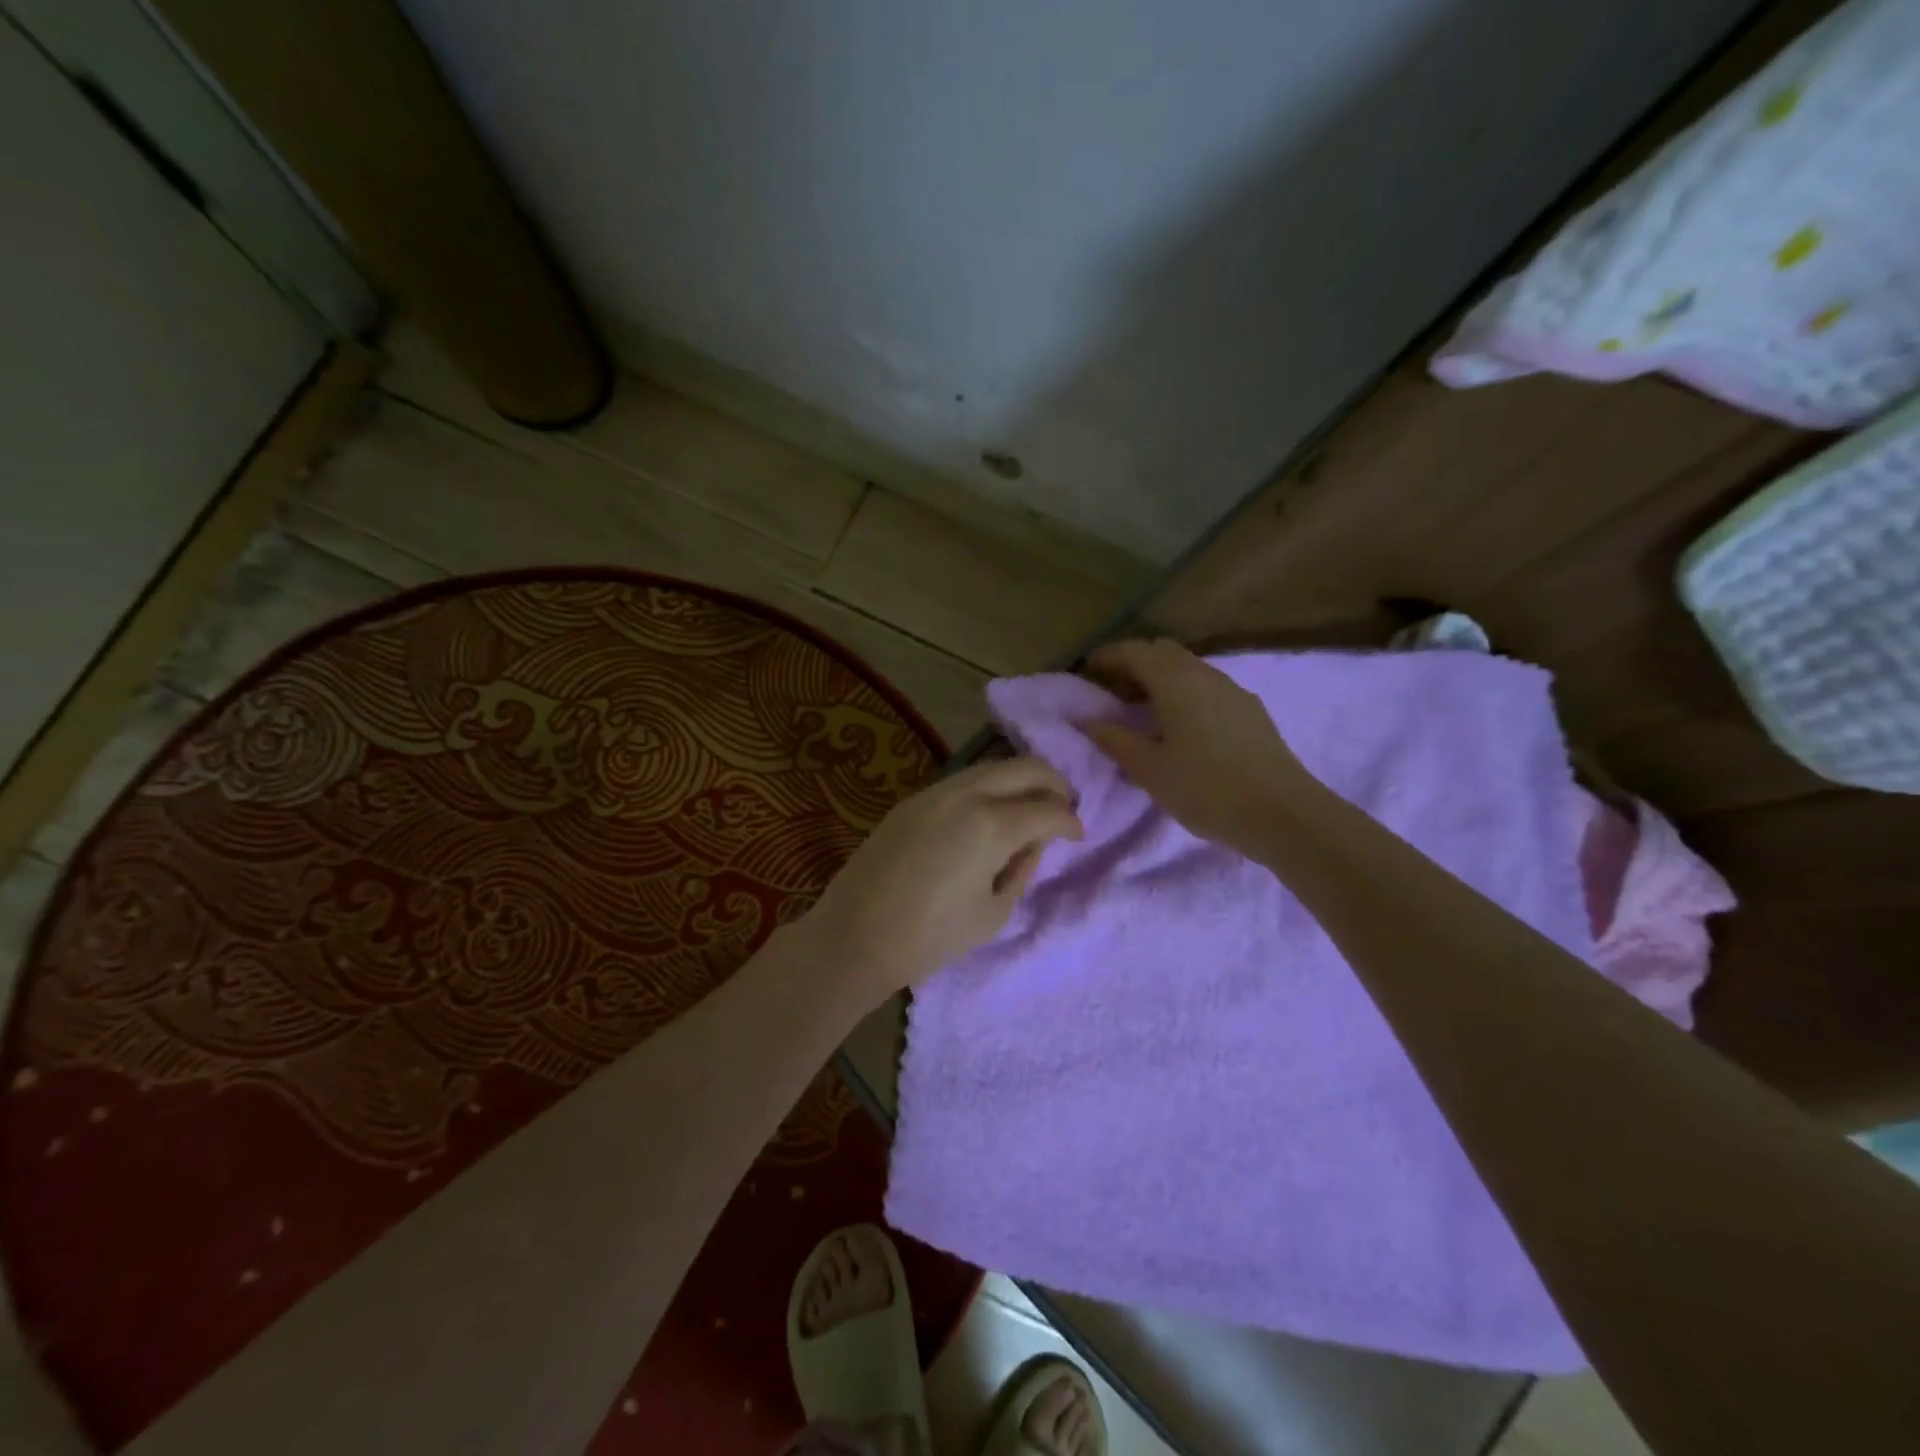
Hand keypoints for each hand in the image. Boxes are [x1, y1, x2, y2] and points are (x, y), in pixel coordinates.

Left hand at [797, 757, 1083, 1000]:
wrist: (855, 936)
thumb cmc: (930, 938)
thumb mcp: (992, 913)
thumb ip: (1022, 870)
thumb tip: (1034, 842)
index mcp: (991, 826)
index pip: (1047, 809)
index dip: (1071, 821)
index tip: (1078, 835)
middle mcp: (966, 795)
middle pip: (1025, 767)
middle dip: (1054, 782)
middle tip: (1065, 806)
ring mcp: (935, 792)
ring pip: (992, 767)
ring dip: (1020, 779)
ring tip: (1030, 806)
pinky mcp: (913, 800)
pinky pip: (963, 780)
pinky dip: (989, 787)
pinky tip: (991, 811)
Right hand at [1080, 638, 1315, 855]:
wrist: (1282, 813)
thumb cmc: (1206, 788)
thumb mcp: (1149, 769)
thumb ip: (1114, 739)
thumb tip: (1088, 720)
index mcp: (1176, 680)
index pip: (1134, 652)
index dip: (1107, 657)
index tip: (1085, 671)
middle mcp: (1205, 674)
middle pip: (1163, 653)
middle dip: (1133, 664)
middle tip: (1111, 692)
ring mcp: (1233, 690)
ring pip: (1188, 669)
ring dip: (1160, 680)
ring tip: (1141, 712)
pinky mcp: (1250, 711)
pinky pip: (1206, 688)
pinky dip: (1183, 694)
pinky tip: (1179, 728)